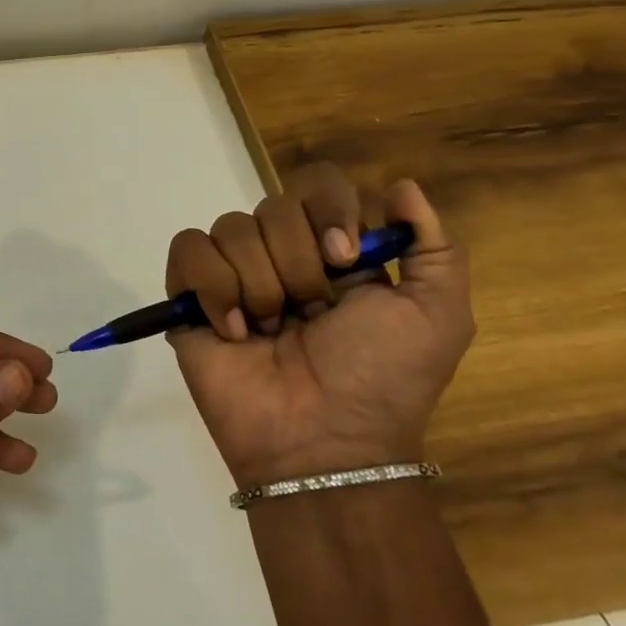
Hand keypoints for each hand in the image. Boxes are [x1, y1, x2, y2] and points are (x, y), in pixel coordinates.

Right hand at [166, 164, 472, 487]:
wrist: (321, 440)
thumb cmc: (383, 379)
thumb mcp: (437, 316)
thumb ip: (435, 247)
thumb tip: (400, 186)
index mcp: (333, 252)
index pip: (318, 185)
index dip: (329, 211)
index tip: (344, 259)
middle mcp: (280, 255)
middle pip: (272, 205)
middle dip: (296, 265)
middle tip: (309, 314)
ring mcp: (232, 275)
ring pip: (230, 228)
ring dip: (259, 286)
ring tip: (269, 332)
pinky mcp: (189, 296)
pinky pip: (188, 250)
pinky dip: (214, 290)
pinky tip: (234, 332)